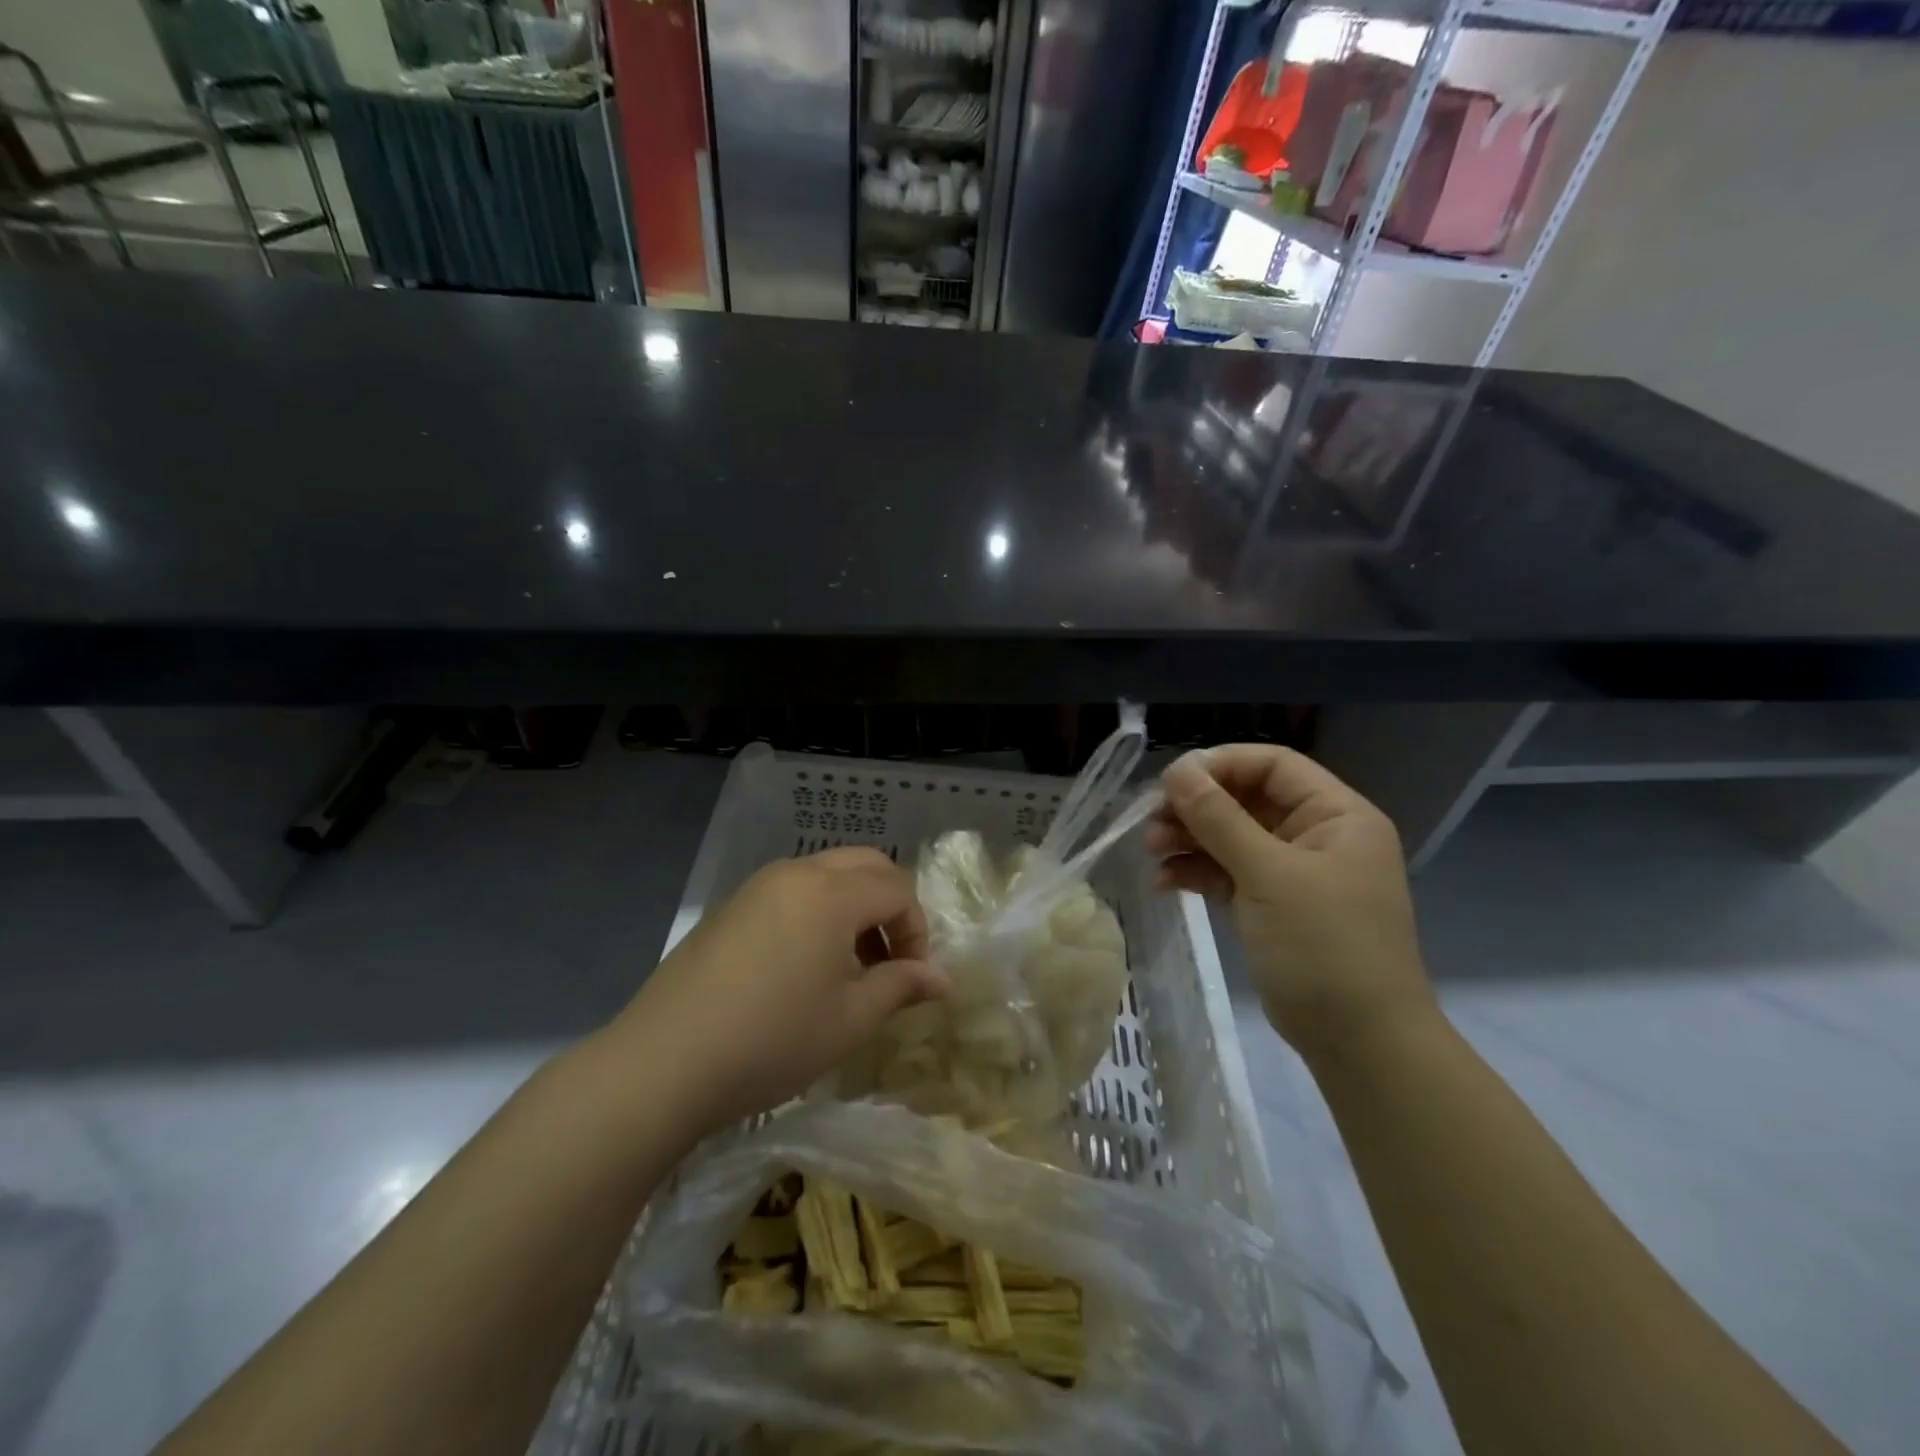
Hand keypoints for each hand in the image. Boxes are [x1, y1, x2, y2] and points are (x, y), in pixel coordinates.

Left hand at [609, 848, 946, 1133]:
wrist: (664, 1062)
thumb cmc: (773, 1039)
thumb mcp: (851, 1019)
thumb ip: (902, 986)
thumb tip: (943, 978)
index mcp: (832, 893)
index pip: (898, 890)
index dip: (917, 931)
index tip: (912, 979)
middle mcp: (797, 873)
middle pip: (866, 865)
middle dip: (891, 906)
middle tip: (889, 960)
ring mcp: (759, 885)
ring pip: (828, 874)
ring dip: (854, 907)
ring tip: (849, 967)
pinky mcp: (732, 906)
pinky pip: (793, 890)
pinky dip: (818, 912)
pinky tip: (804, 967)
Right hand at [1146, 746, 1433, 1060]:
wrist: (1360, 1044)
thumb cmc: (1325, 947)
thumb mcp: (1269, 876)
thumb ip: (1219, 819)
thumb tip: (1176, 770)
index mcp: (1337, 815)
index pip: (1272, 765)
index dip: (1220, 765)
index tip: (1170, 782)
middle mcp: (1316, 834)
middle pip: (1246, 799)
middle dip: (1196, 808)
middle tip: (1151, 822)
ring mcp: (1293, 872)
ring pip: (1231, 836)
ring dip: (1190, 839)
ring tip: (1152, 853)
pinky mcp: (1272, 904)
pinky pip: (1228, 872)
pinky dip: (1197, 872)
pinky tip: (1165, 883)